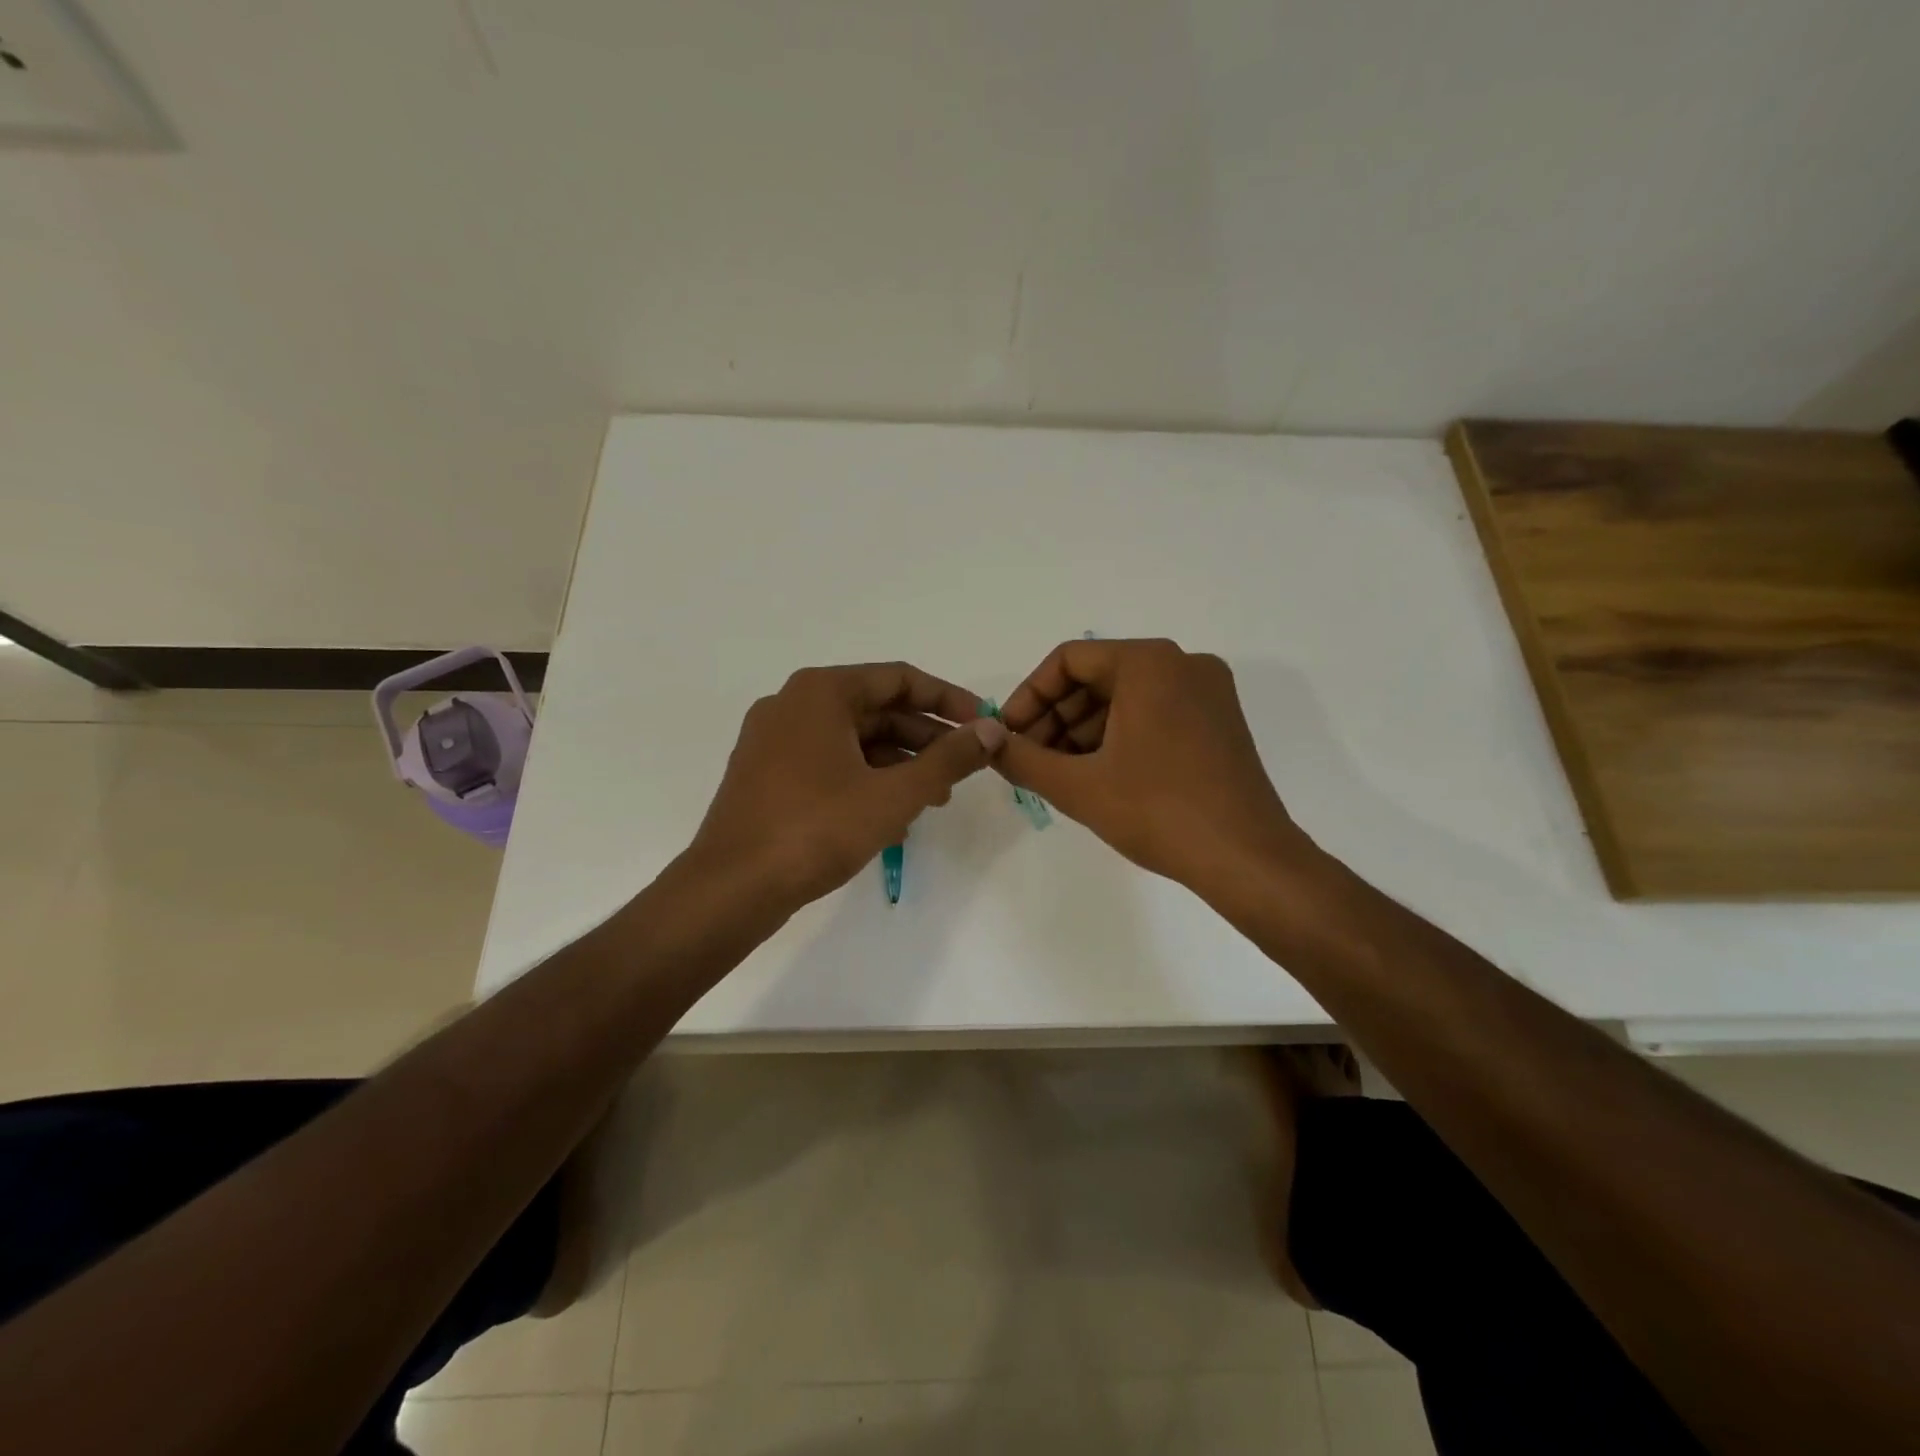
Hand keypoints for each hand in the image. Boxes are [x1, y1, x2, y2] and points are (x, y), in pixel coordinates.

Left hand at [690, 662, 1006, 908]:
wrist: (732, 888)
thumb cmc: (817, 829)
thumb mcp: (895, 794)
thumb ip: (948, 759)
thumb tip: (992, 729)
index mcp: (821, 692)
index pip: (899, 679)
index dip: (948, 699)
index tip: (982, 724)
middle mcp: (793, 705)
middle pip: (875, 709)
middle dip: (924, 739)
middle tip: (963, 769)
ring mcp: (774, 741)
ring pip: (853, 740)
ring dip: (898, 764)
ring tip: (934, 798)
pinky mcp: (766, 775)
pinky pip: (829, 763)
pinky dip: (865, 780)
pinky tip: (893, 817)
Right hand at [993, 639, 1314, 897]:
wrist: (1246, 858)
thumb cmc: (1158, 812)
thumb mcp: (1078, 786)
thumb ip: (1022, 760)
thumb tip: (989, 744)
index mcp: (1149, 663)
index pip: (1069, 660)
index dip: (1029, 697)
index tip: (1010, 736)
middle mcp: (1183, 663)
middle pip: (1098, 677)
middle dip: (1056, 718)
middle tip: (1031, 760)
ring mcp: (1208, 692)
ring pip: (1126, 697)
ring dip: (1084, 730)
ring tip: (1059, 774)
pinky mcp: (1219, 721)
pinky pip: (1155, 713)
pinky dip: (1119, 736)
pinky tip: (1099, 775)